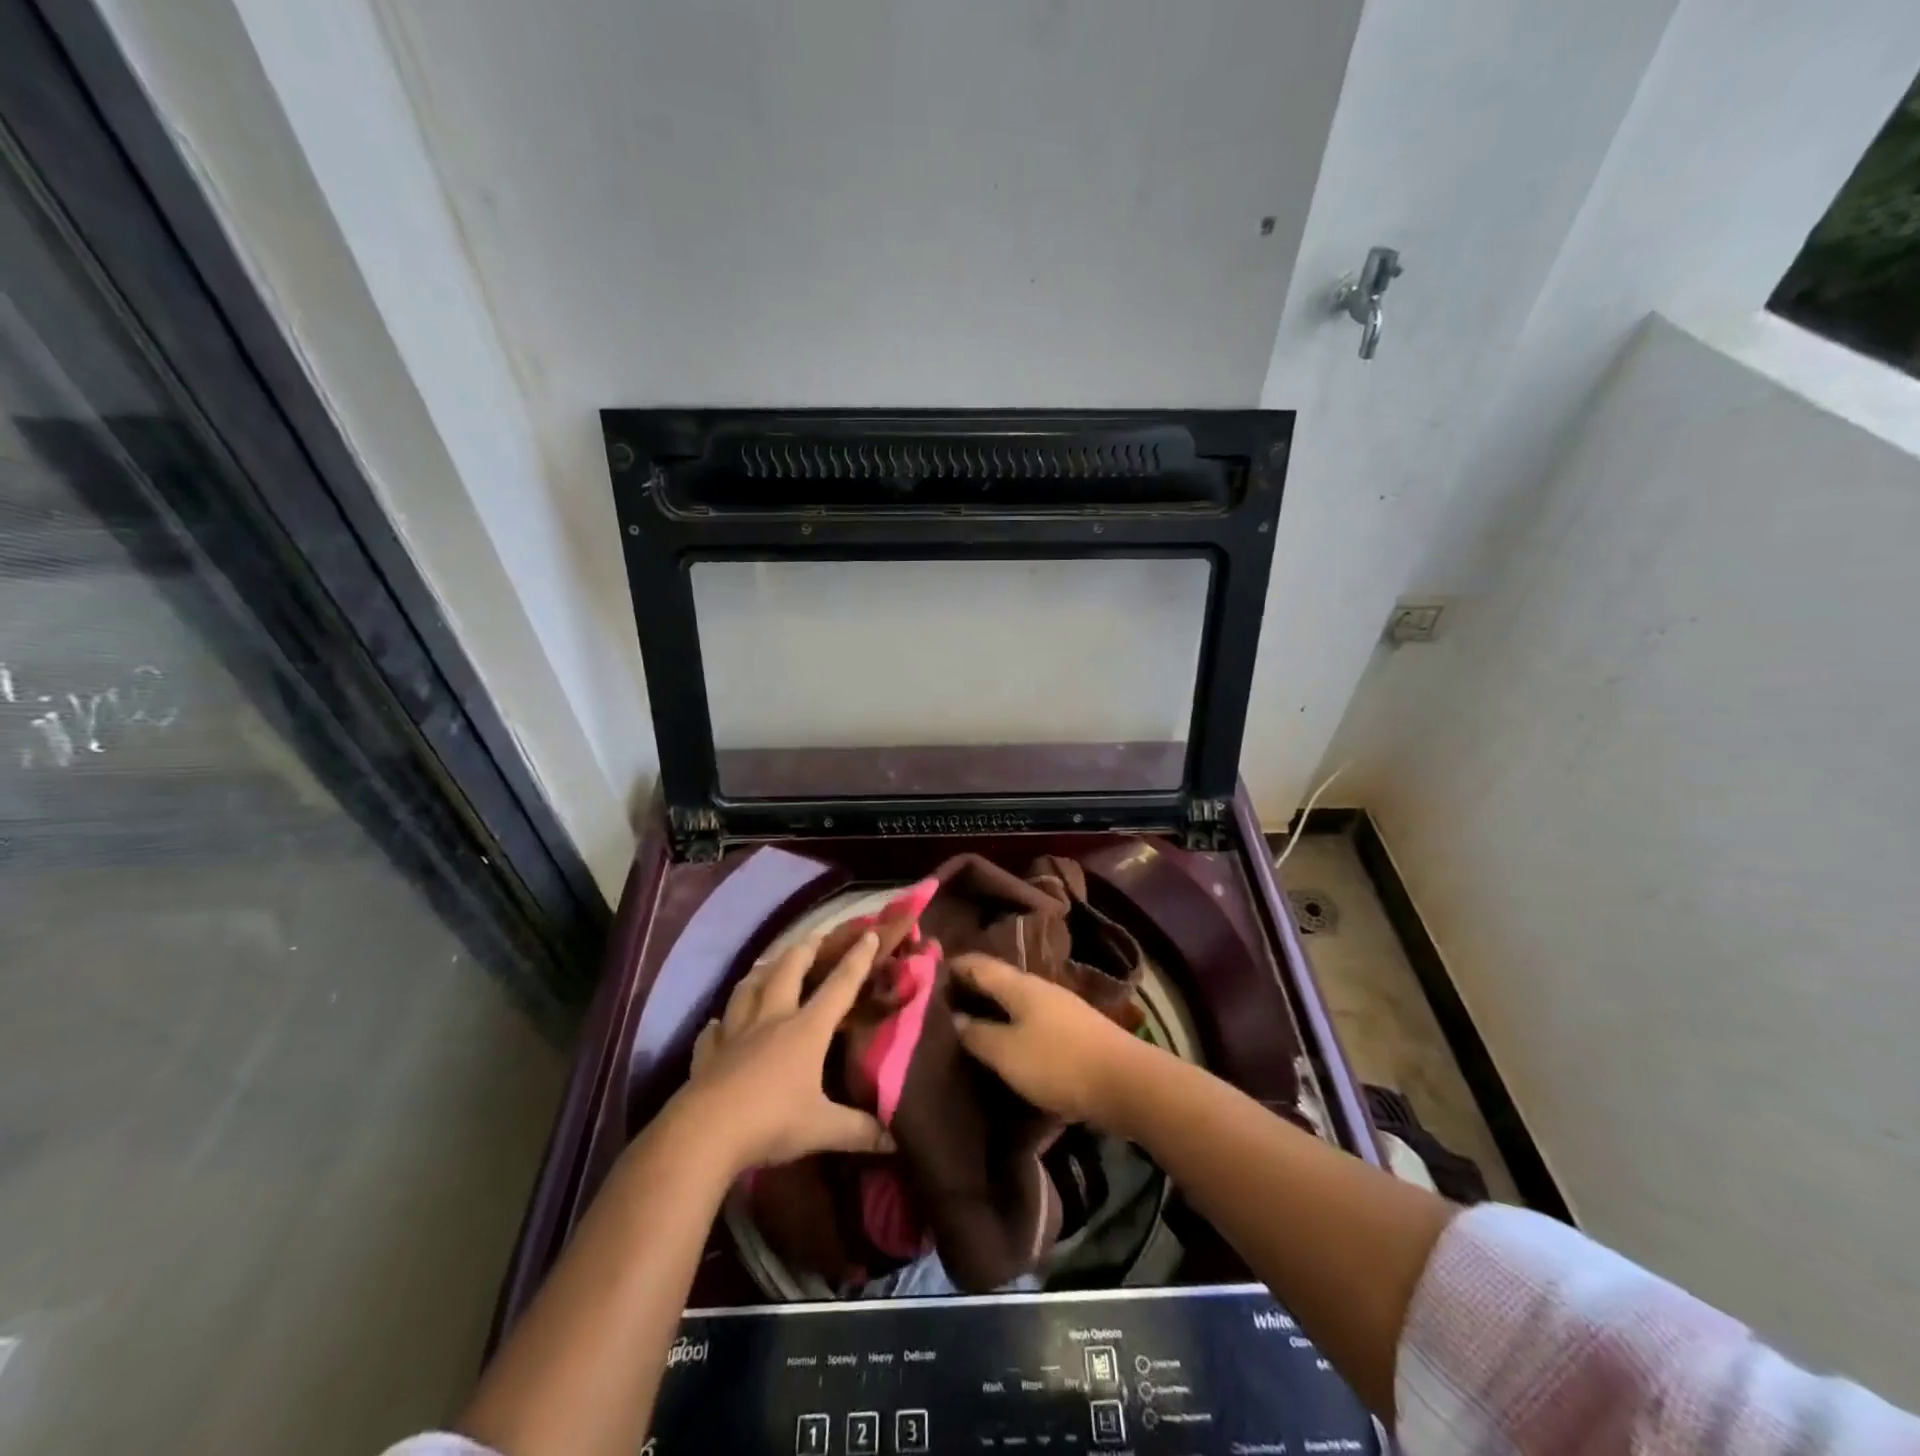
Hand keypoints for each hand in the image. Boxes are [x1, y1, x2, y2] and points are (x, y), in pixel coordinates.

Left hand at [677, 931, 893, 1172]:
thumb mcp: (822, 1129)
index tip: (869, 934)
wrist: (704, 1134)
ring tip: (767, 965)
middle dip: (805, 950)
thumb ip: (860, 1130)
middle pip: (788, 971)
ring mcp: (736, 1034)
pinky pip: (713, 1031)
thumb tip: (895, 1141)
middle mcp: (772, 1020)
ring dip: (760, 973)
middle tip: (815, 938)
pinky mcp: (708, 1055)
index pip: (839, 986)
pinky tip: (717, 1024)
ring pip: (747, 990)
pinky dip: (718, 1024)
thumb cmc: (771, 1122)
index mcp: (806, 1029)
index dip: (857, 959)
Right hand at [949, 952, 1143, 1125]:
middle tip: (943, 1002)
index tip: (929, 971)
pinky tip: (1007, 1041)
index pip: (979, 965)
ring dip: (994, 1008)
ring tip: (970, 1023)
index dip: (954, 966)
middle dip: (973, 988)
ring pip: (1017, 1001)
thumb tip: (954, 1018)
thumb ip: (977, 1034)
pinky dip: (1013, 1023)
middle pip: (999, 981)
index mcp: (1019, 985)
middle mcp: (1039, 987)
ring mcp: (1061, 1007)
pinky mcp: (1075, 1029)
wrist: (1126, 1082)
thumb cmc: (1058, 1062)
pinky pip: (1032, 1019)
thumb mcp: (1006, 1053)